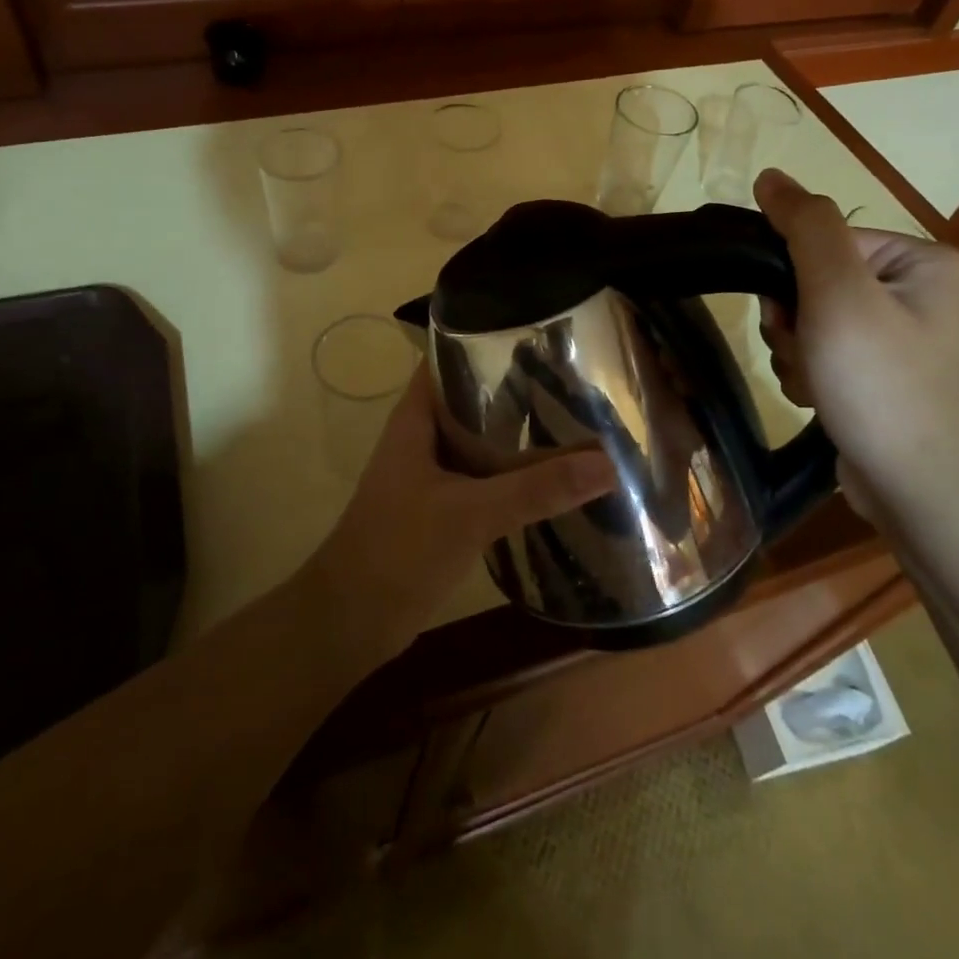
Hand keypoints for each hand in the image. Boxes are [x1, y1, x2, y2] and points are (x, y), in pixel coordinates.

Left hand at [306, 365, 612, 655]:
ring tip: (575, 420)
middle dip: (518, 389)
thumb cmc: (399, 550)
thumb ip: (536, 488)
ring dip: (518, 434)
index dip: (488, 340)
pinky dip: (513, 473)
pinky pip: (483, 476)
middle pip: (473, 398)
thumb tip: (607, 462)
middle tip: (575, 379)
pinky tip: (553, 477)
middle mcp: (423, 436)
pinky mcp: (442, 507)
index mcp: (416, 418)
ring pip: (481, 440)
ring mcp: (431, 473)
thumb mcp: (471, 513)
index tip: (541, 336)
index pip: (450, 358)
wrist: (351, 621)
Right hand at [752, 169, 958, 526]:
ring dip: (798, 355)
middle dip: (795, 323)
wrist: (935, 500)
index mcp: (919, 261)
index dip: (790, 278)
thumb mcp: (840, 295)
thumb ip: (805, 228)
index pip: (822, 240)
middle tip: (811, 357)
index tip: (793, 319)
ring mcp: (904, 342)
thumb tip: (770, 176)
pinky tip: (823, 404)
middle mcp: (917, 294)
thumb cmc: (888, 389)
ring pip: (812, 325)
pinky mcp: (887, 382)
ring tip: (819, 387)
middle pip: (814, 283)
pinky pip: (827, 359)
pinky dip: (812, 378)